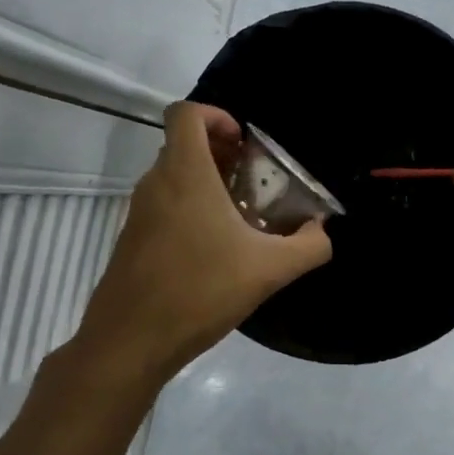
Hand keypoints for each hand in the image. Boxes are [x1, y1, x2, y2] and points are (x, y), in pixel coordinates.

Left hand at [75, 102, 331, 382]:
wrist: (130, 341)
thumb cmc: (200, 290)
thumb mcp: (268, 270)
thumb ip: (308, 246)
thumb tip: (323, 231)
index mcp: (185, 173)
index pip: (185, 113)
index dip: (216, 115)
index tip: (243, 143)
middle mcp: (156, 183)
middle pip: (182, 144)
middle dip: (220, 152)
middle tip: (252, 179)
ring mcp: (139, 212)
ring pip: (172, 176)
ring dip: (206, 182)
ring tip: (241, 215)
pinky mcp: (132, 239)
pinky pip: (163, 205)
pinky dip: (189, 208)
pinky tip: (215, 248)